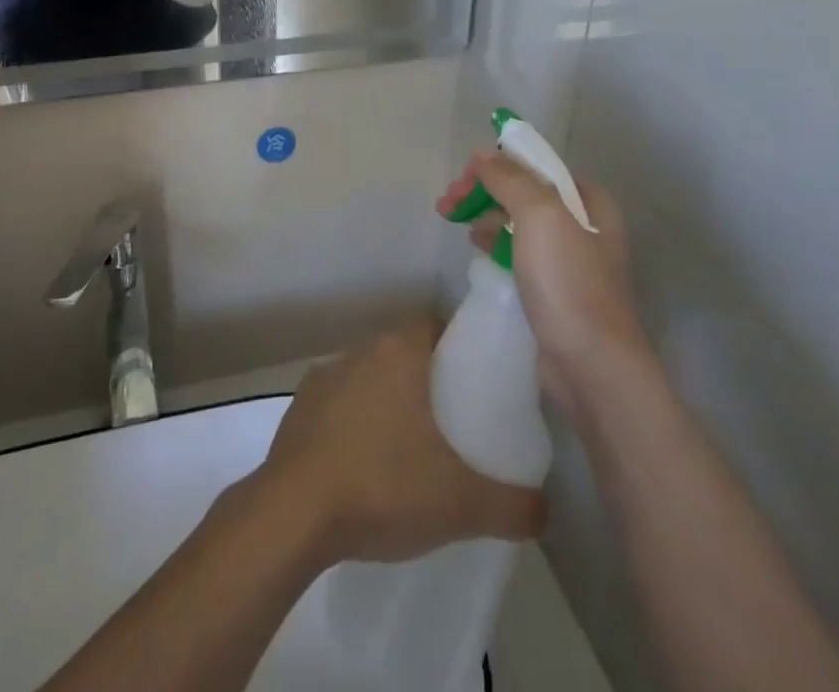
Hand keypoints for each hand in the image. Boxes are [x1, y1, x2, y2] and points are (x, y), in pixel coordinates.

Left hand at [253, 319, 545, 567]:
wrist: (294, 513)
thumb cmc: (384, 486)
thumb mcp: (463, 504)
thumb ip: (515, 504)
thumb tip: (544, 508)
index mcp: (400, 353)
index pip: (436, 326)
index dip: (460, 349)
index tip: (477, 385)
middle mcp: (361, 351)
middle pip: (405, 353)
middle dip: (428, 381)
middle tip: (452, 425)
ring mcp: (325, 376)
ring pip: (371, 378)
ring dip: (389, 402)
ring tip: (410, 451)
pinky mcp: (298, 407)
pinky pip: (339, 405)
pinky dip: (354, 425)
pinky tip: (365, 467)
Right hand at [439, 152, 648, 410]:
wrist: (591, 364)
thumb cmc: (568, 280)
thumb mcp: (539, 214)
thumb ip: (509, 178)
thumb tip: (482, 156)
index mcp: (589, 201)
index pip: (538, 165)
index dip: (499, 163)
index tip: (465, 175)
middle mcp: (583, 225)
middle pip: (524, 192)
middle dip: (485, 190)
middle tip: (449, 200)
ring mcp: (568, 259)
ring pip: (518, 222)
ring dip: (485, 214)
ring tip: (455, 219)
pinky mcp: (553, 289)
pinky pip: (518, 252)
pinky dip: (495, 243)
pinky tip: (476, 246)